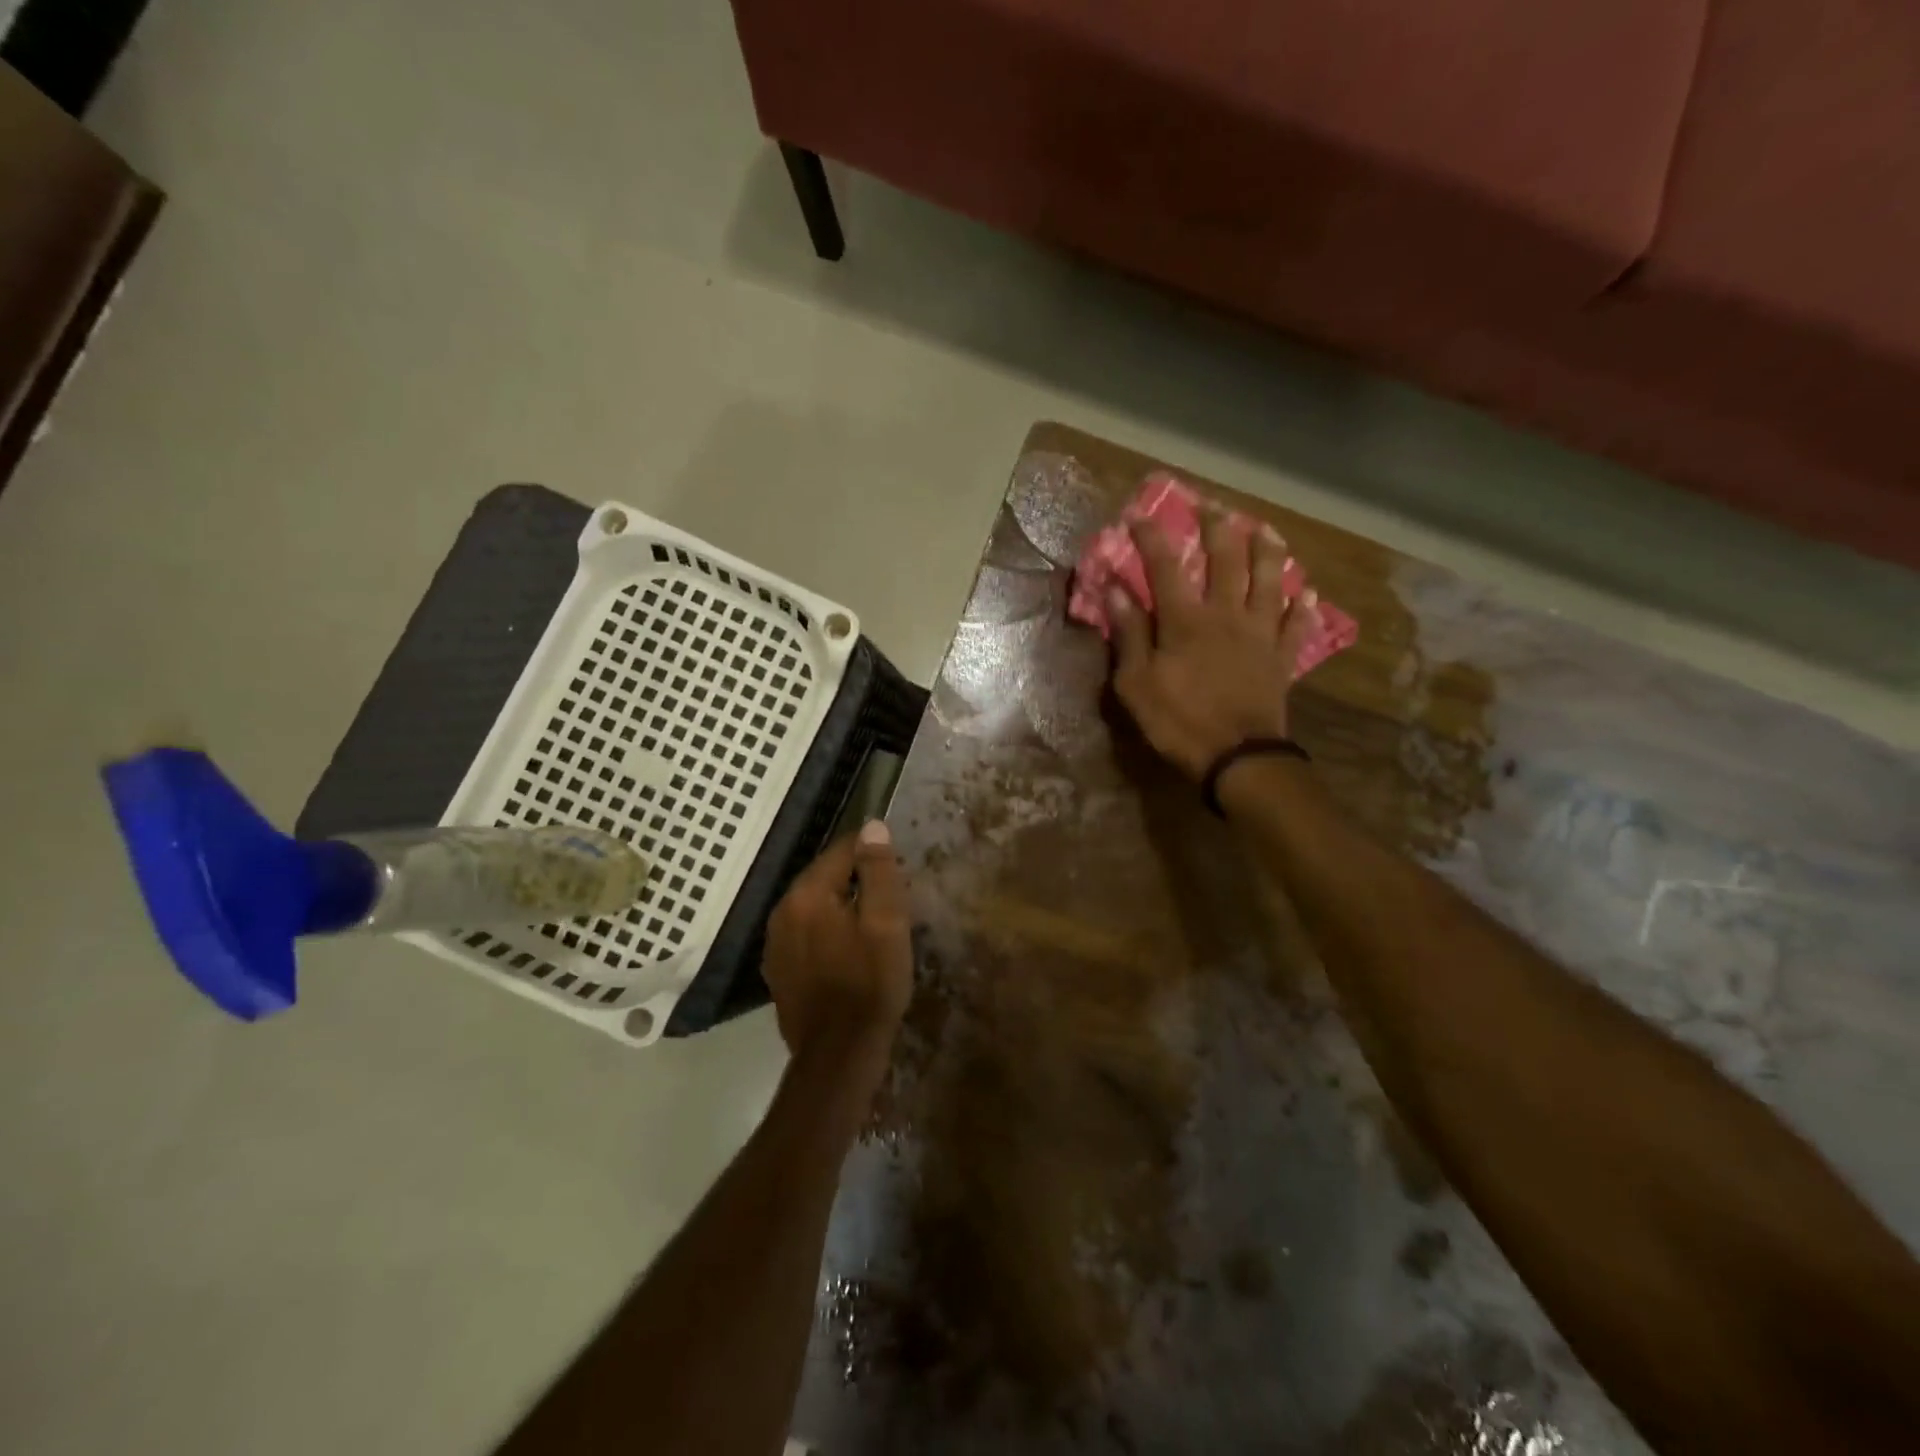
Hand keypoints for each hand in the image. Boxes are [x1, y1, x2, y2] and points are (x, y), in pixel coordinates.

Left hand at [762, 821, 912, 1056]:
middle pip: (824, 877)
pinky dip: (826, 932)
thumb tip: (872, 827)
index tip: (898, 870)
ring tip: (872, 926)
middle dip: (856, 881)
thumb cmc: (871, 984)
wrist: (839, 1055)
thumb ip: (878, 871)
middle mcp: (782, 910)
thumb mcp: (887, 923)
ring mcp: (775, 942)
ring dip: (840, 907)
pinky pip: (805, 933)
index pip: (841, 850)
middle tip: (890, 901)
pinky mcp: (778, 969)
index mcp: (807, 894)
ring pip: (813, 906)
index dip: (873, 854)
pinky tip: (847, 953)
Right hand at [1108, 510, 1318, 780]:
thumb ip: (1129, 634)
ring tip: (1265, 528)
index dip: (1152, 538)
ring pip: (1269, 581)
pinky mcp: (1282, 657)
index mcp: (1185, 620)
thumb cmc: (1179, 721)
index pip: (1165, 567)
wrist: (1238, 757)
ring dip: (1267, 551)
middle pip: (1226, 560)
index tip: (1139, 515)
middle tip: (1212, 506)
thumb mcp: (1136, 683)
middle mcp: (1226, 615)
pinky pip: (1296, 624)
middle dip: (1217, 528)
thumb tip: (1115, 590)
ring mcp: (1260, 634)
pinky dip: (1303, 606)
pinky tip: (1307, 591)